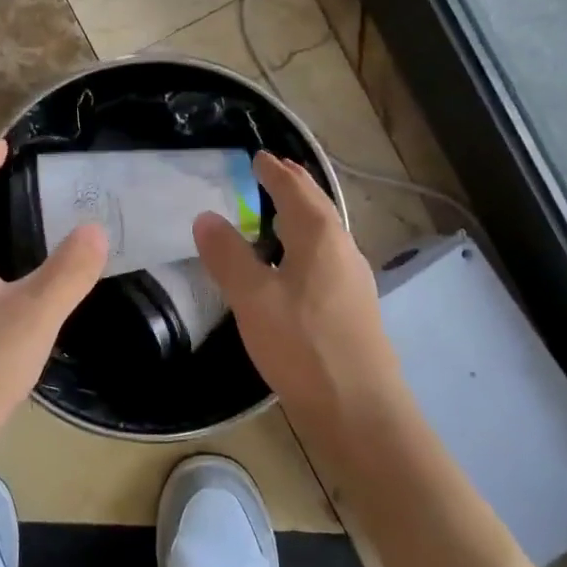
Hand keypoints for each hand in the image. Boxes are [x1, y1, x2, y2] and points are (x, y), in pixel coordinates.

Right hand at [193, 151, 400, 426]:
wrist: (360, 411)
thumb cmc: (303, 347)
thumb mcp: (253, 299)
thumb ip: (227, 255)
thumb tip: (206, 217)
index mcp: (320, 237)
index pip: (294, 189)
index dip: (274, 171)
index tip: (257, 156)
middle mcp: (343, 249)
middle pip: (317, 206)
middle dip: (294, 185)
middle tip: (272, 171)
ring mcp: (354, 279)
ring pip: (324, 233)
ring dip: (302, 215)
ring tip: (278, 213)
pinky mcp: (354, 307)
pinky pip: (326, 257)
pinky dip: (306, 244)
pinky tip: (294, 266)